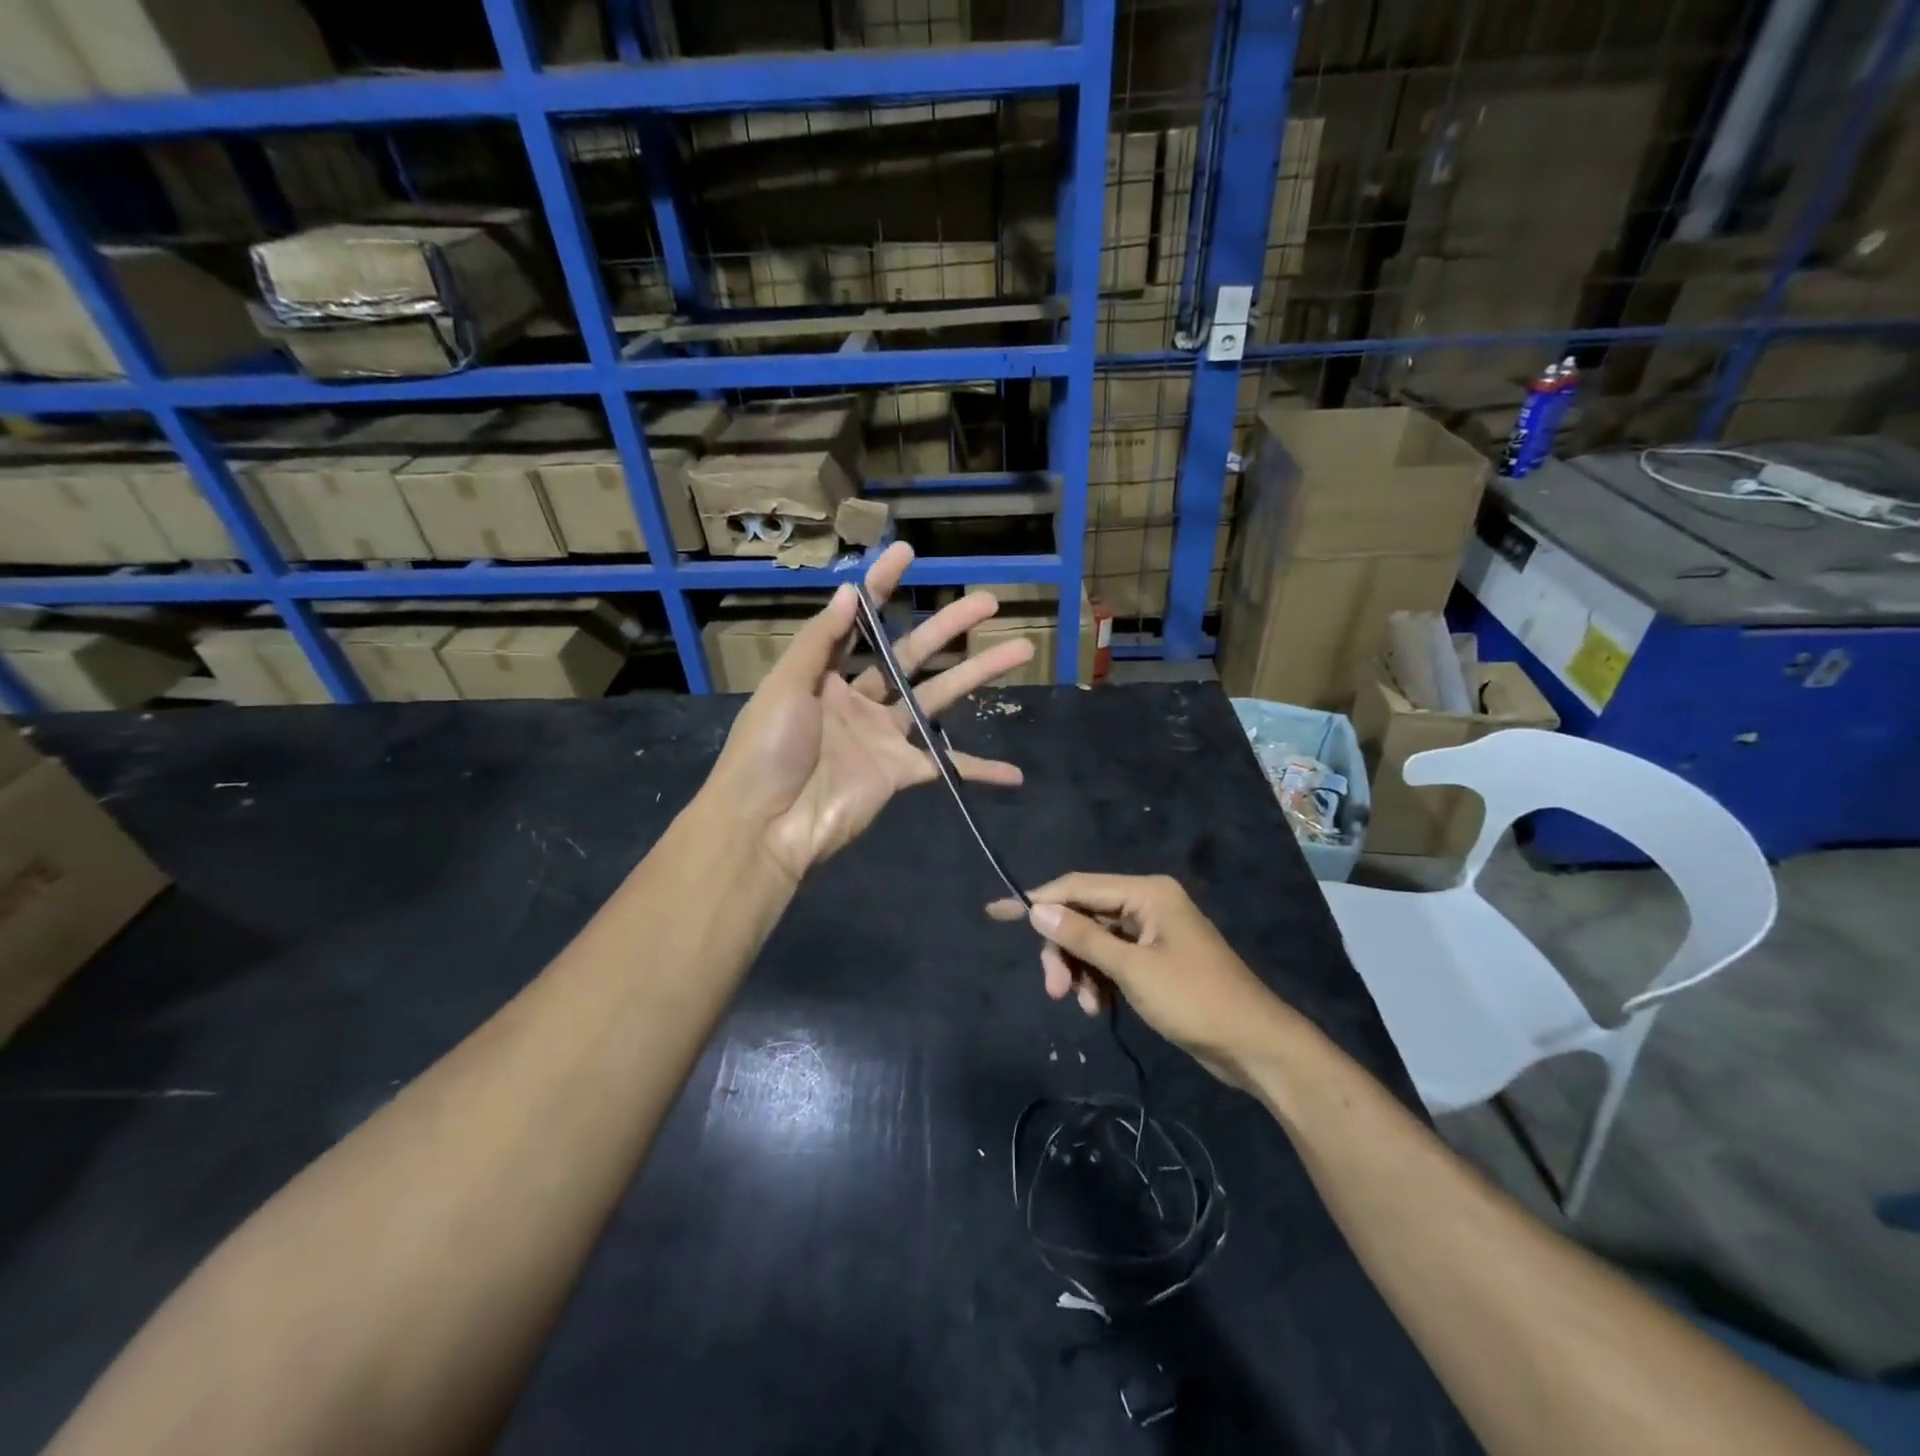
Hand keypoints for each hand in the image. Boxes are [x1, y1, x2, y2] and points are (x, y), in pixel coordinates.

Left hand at [705, 542, 1032, 881]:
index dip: (881, 586)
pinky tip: (1013, 772)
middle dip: (949, 626)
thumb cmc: (767, 749)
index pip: (860, 621)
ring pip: (939, 697)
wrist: (766, 826)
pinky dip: (979, 771)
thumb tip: (852, 591)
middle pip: (912, 654)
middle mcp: (858, 699)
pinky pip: (947, 766)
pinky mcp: (900, 772)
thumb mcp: (785, 686)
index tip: (907, 553)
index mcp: (824, 674)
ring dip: (978, 675)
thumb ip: (821, 640)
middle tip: (988, 601)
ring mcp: (883, 736)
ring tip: (1020, 650)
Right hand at [988, 874, 1293, 1086]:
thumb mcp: (1131, 969)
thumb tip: (1037, 909)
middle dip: (1064, 950)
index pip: (1077, 887)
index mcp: (1146, 892)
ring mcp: (1151, 933)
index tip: (997, 912)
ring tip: (1085, 1007)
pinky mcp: (1154, 960)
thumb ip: (1083, 938)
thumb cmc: (1194, 999)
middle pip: (1084, 916)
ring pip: (1094, 942)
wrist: (1254, 1046)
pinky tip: (1099, 1008)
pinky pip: (1111, 961)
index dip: (1037, 900)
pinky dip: (1099, 982)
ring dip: (1081, 972)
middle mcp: (1146, 904)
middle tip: (1054, 991)